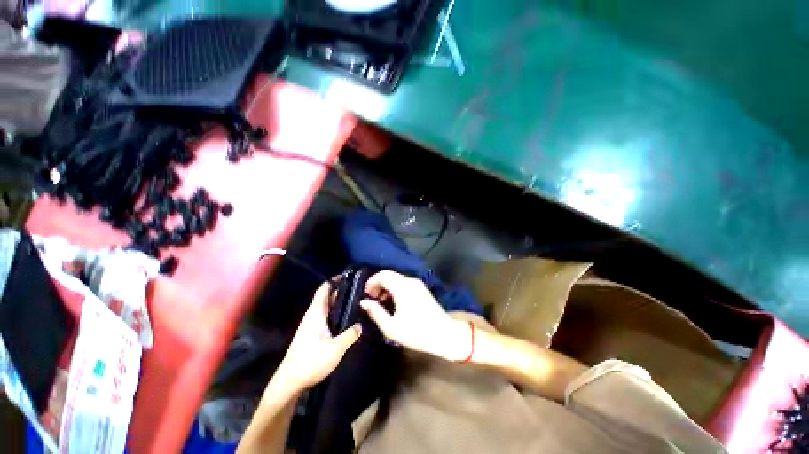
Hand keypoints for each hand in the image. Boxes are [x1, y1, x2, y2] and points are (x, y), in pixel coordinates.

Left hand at [272, 281, 361, 394]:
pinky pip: (323, 318)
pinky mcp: (310, 336)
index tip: (347, 277)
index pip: (323, 290)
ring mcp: (309, 326)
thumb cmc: (311, 361)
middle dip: (339, 292)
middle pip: (325, 298)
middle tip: (356, 290)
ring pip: (324, 308)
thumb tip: (360, 325)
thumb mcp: (336, 348)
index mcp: (316, 313)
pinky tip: (343, 321)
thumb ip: (350, 335)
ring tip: (353, 303)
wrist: (289, 382)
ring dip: (336, 304)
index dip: (333, 281)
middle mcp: (311, 316)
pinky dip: (333, 314)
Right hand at [360, 270, 470, 360]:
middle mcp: (410, 281)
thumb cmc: (417, 333)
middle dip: (378, 284)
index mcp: (402, 287)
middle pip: (390, 275)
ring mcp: (418, 284)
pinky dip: (395, 288)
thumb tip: (364, 302)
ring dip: (387, 286)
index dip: (372, 282)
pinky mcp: (422, 289)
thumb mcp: (391, 327)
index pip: (383, 275)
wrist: (445, 335)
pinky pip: (404, 283)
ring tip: (381, 302)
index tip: (366, 294)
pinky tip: (394, 302)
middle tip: (372, 299)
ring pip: (397, 278)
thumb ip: (376, 313)